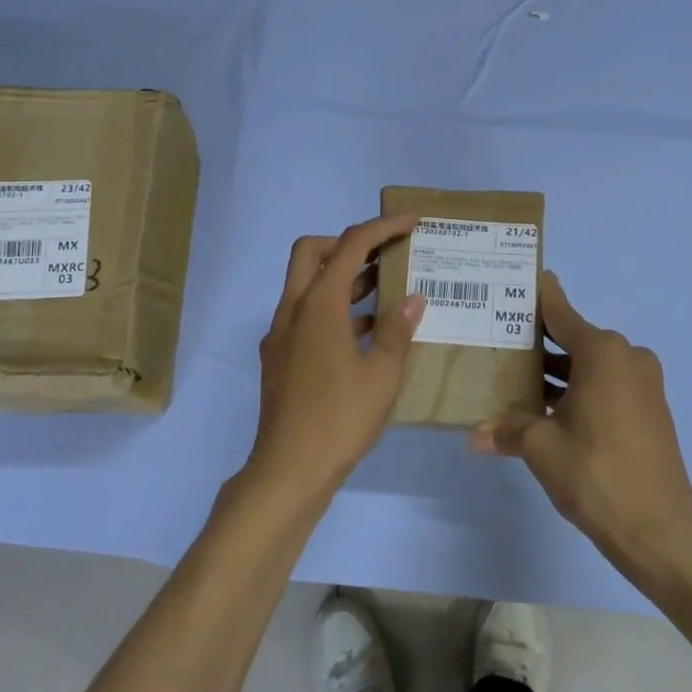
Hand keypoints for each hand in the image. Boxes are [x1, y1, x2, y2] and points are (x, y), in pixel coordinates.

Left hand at [247, 215, 425, 502]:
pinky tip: (363, 332)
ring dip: (341, 277)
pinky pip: (305, 315)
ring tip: (384, 288)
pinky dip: (332, 308)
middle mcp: (293, 310)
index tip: (411, 222)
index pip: (350, 246)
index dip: (382, 227)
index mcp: (319, 305)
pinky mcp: (279, 357)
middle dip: (347, 243)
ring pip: (306, 284)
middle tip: (384, 255)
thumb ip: (396, 330)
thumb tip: (412, 299)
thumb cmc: (340, 419)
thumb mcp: (381, 375)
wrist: (288, 470)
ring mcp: (281, 334)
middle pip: (312, 252)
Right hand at [472, 271, 691, 568]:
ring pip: (590, 365)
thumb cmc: (596, 473)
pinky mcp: (649, 409)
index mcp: (603, 352)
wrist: (659, 529)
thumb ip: (507, 430)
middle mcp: (627, 357)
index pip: (560, 312)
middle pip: (573, 337)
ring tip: (514, 375)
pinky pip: (606, 385)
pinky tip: (546, 406)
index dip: (537, 296)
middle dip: (538, 341)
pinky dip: (578, 388)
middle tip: (498, 337)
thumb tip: (474, 436)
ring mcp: (643, 384)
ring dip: (558, 371)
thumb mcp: (541, 447)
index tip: (516, 280)